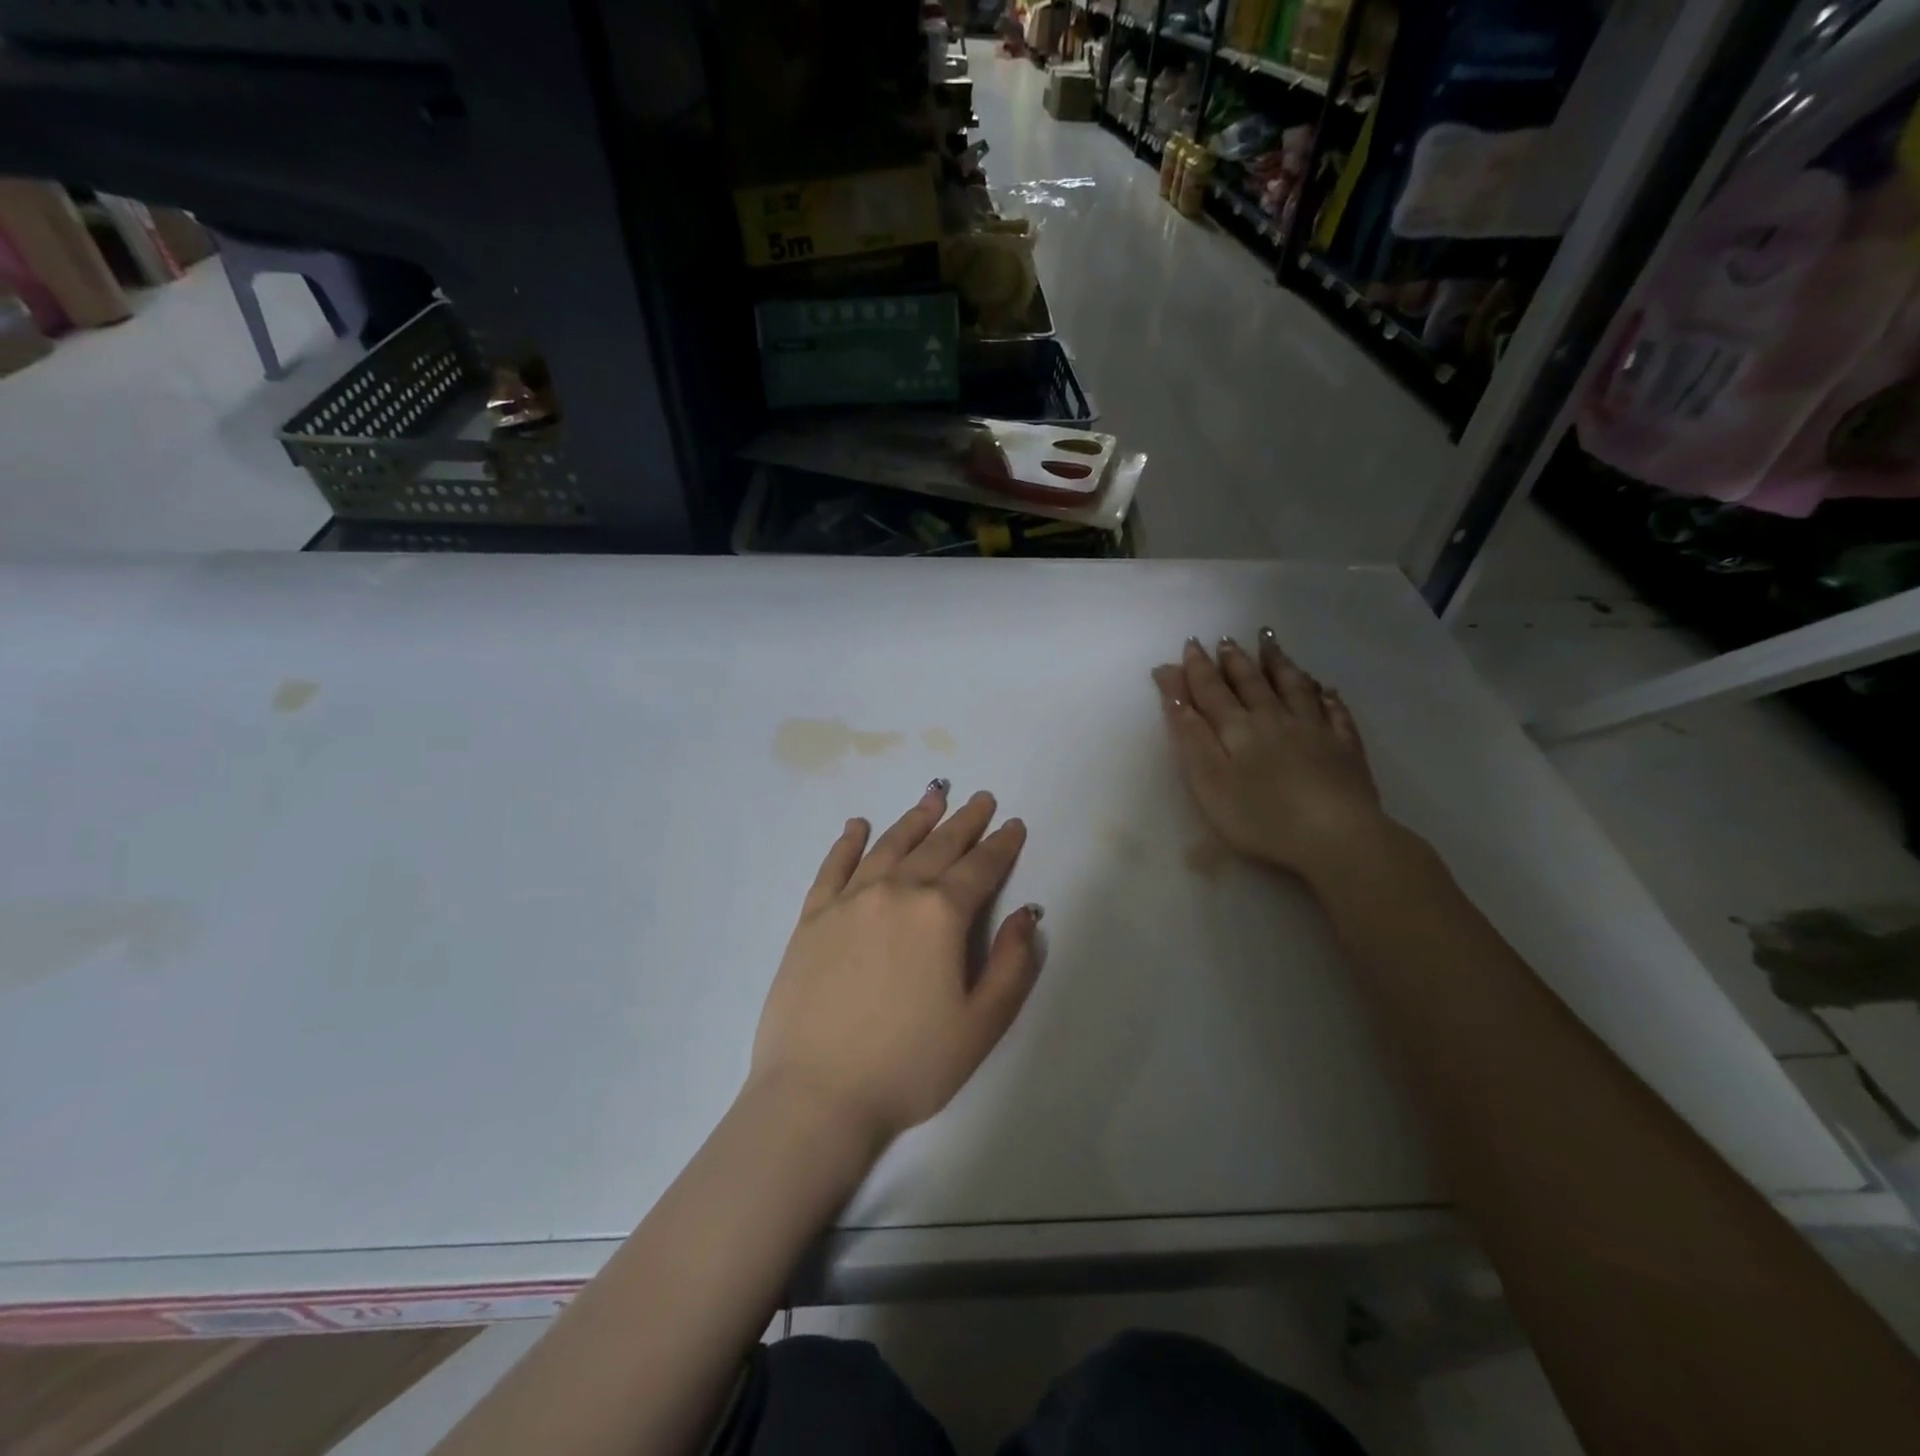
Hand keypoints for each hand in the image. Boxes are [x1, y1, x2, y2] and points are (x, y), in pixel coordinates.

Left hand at [747, 782, 1042, 1148]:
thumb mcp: (982, 1025)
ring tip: (934, 796)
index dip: (1002, 845)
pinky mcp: (812, 917)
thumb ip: (1013, 964)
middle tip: (981, 799)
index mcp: (940, 914)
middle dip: (965, 821)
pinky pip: (834, 866)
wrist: (816, 1096)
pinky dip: (849, 841)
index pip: (981, 868)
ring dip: (915, 819)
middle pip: (938, 846)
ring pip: (889, 845)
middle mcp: (895, 892)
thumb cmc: (909, 1066)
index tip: (1014, 824)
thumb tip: (1026, 914)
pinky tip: (858, 825)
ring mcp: (848, 900)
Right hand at [1152, 632, 1388, 880]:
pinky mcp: (1345, 748)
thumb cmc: (1260, 817)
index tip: (1189, 645)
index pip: (1212, 691)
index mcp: (1238, 728)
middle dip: (1234, 660)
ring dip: (1278, 663)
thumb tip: (1174, 692)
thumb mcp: (1209, 780)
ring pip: (1293, 686)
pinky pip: (1335, 712)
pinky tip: (1326, 689)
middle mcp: (1274, 718)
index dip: (1197, 669)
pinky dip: (1327, 696)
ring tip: (1268, 641)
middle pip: (1251, 682)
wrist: (1335, 837)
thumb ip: (1190, 734)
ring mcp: (1314, 730)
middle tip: (1225, 640)